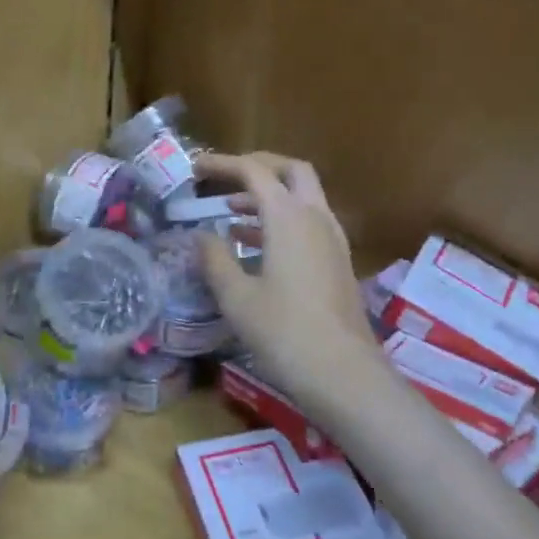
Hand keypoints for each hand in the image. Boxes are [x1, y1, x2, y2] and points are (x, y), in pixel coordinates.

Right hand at [196, 152, 388, 416]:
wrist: (344, 374)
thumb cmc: (284, 332)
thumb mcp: (236, 297)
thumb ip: (215, 259)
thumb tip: (202, 235)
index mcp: (289, 217)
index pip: (255, 171)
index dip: (223, 164)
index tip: (195, 167)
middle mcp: (316, 218)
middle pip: (291, 172)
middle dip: (258, 167)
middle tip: (226, 178)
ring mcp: (332, 240)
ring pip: (302, 198)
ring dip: (269, 197)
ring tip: (231, 214)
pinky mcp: (338, 262)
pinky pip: (308, 223)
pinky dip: (281, 221)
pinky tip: (255, 247)